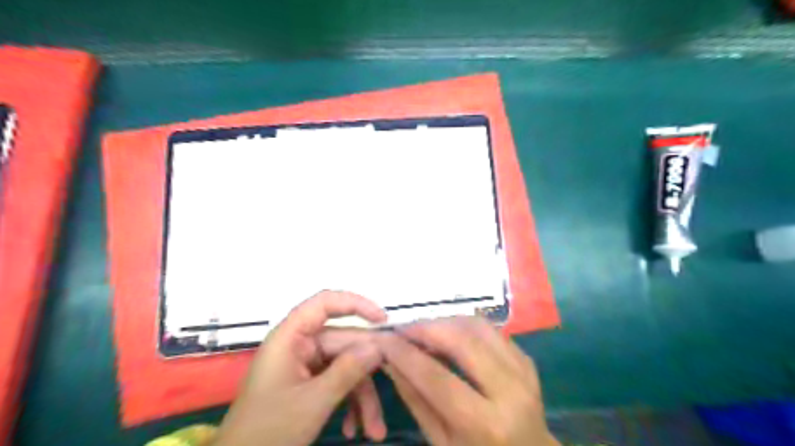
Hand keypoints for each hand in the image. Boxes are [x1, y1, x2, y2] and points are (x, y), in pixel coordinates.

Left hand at [214, 292, 387, 444]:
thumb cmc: (267, 432)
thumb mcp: (313, 402)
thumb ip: (347, 371)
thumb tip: (378, 347)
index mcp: (290, 337)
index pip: (325, 303)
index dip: (355, 304)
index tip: (383, 320)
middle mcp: (299, 345)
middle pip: (343, 344)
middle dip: (366, 373)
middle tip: (393, 387)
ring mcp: (304, 364)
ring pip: (345, 366)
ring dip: (361, 396)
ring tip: (373, 429)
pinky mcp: (308, 382)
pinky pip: (337, 381)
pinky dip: (348, 402)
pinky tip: (353, 427)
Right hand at [376, 318, 557, 444]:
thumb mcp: (442, 443)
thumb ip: (416, 400)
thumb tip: (390, 362)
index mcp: (486, 425)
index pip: (436, 378)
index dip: (405, 354)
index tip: (383, 339)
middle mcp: (510, 392)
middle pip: (461, 341)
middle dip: (426, 328)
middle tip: (402, 329)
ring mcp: (523, 371)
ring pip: (477, 327)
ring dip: (445, 322)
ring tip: (423, 330)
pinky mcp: (527, 359)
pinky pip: (491, 330)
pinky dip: (464, 325)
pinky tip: (448, 333)